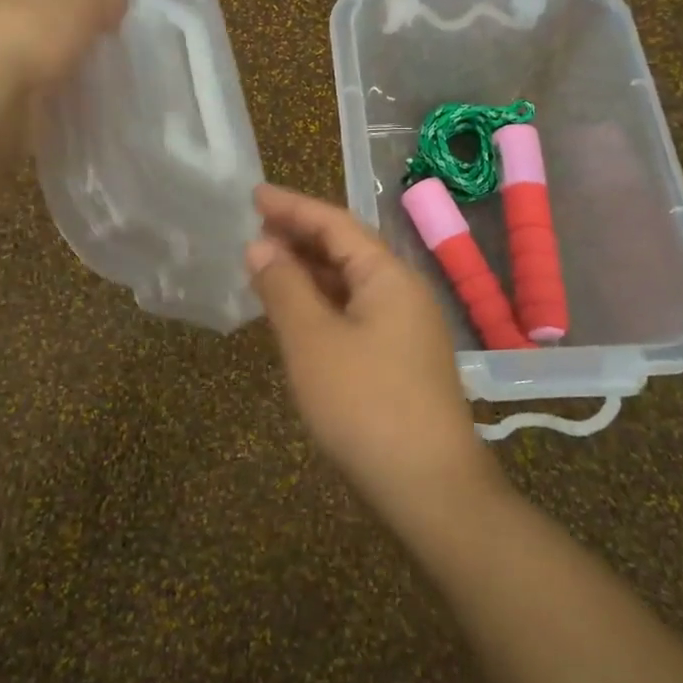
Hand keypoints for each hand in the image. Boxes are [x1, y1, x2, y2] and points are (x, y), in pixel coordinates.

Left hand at [0, 0, 126, 96]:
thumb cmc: (28, 30)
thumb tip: (115, 1)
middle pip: (32, 11)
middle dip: (65, 26)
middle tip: (105, 38)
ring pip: (31, 55)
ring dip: (58, 65)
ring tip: (100, 75)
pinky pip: (28, 92)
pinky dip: (50, 97)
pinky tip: (79, 103)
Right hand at [247, 184, 505, 529]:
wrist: (429, 488)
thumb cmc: (365, 404)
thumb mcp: (312, 341)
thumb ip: (284, 287)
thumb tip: (260, 247)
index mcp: (388, 276)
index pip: (335, 223)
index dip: (292, 206)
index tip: (253, 194)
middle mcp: (403, 293)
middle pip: (347, 250)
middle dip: (300, 238)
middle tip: (253, 231)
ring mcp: (406, 330)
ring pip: (351, 285)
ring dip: (309, 273)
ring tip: (266, 268)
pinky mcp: (400, 362)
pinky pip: (355, 315)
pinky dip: (322, 306)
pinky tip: (297, 317)